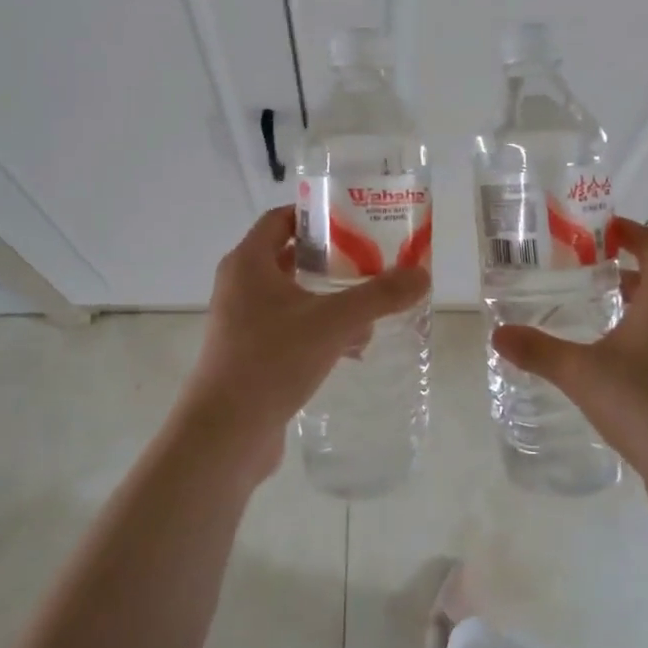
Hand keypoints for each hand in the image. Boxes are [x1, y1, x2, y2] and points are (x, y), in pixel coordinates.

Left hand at [178, 206, 429, 484]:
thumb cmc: (271, 360)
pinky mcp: (251, 354)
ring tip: (373, 305)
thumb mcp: (333, 322)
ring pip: (295, 296)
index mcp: (249, 263)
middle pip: (291, 256)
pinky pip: (291, 328)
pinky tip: (354, 347)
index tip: (356, 217)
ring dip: (331, 297)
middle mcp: (241, 286)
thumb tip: (422, 275)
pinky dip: (321, 329)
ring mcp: (243, 322)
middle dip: (333, 258)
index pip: (281, 218)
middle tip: (373, 258)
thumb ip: (379, 296)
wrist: (225, 435)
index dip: (317, 213)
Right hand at [492, 218, 647, 521]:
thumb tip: (498, 334)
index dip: (627, 230)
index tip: (595, 230)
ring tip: (587, 310)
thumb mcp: (583, 374)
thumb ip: (539, 351)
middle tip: (577, 270)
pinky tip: (607, 358)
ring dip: (630, 301)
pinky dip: (639, 333)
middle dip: (620, 266)